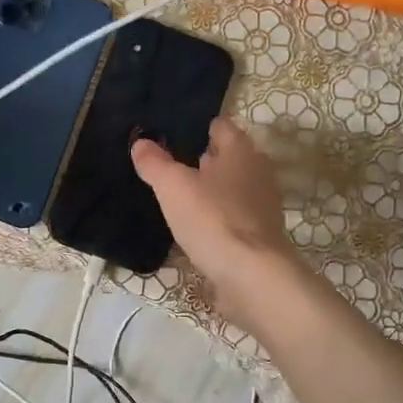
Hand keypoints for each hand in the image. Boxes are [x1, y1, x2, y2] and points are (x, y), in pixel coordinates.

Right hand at [131, 117, 301, 328]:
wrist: (251, 276)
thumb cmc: (212, 219)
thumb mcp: (173, 187)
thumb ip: (155, 163)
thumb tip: (140, 142)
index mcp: (240, 152)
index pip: (221, 127)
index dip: (199, 128)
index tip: (174, 134)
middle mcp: (257, 173)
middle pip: (230, 158)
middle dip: (206, 159)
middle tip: (173, 165)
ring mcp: (262, 207)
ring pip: (233, 188)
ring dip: (212, 191)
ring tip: (181, 197)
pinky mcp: (259, 237)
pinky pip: (234, 218)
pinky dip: (218, 218)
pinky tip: (196, 228)